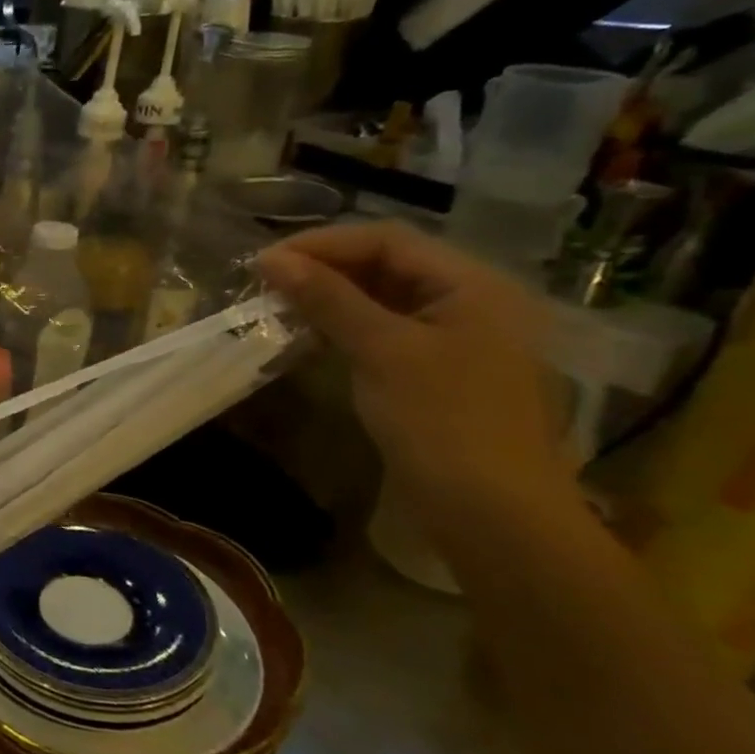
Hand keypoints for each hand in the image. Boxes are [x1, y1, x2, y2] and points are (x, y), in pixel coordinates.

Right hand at [255, 222, 574, 520]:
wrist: (490, 513)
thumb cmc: (442, 422)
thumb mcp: (382, 351)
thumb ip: (328, 299)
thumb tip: (271, 260)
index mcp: (474, 285)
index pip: (388, 241)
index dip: (322, 244)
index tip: (264, 262)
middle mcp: (470, 301)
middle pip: (387, 265)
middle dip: (324, 269)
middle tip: (266, 285)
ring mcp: (456, 338)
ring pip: (382, 299)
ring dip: (329, 298)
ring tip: (278, 307)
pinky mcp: (436, 371)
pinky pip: (384, 332)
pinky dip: (344, 327)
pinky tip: (309, 336)